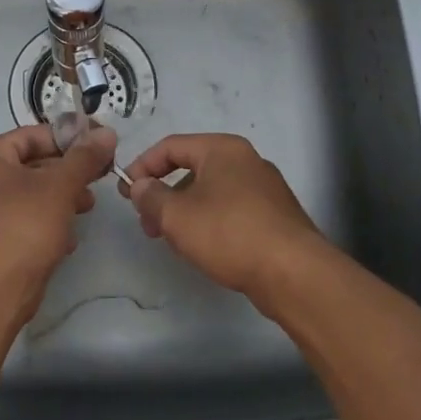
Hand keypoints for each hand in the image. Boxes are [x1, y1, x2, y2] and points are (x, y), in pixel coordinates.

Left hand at [0, 123, 115, 322]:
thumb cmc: (23, 225)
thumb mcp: (60, 186)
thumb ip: (84, 158)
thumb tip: (106, 132)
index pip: (29, 136)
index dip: (65, 138)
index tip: (96, 147)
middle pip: (29, 165)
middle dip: (67, 172)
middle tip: (97, 179)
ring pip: (28, 196)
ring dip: (61, 199)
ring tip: (87, 207)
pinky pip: (22, 222)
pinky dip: (46, 223)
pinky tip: (68, 239)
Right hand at [119, 133, 326, 303]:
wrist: (294, 273)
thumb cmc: (229, 234)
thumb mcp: (177, 216)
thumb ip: (151, 197)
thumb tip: (140, 186)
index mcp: (222, 149)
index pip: (171, 146)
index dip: (143, 166)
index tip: (127, 192)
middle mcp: (246, 160)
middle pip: (192, 168)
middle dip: (164, 194)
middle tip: (147, 223)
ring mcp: (265, 188)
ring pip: (212, 192)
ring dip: (185, 211)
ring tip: (174, 242)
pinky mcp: (275, 216)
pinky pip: (231, 210)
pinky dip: (210, 222)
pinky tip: (204, 249)